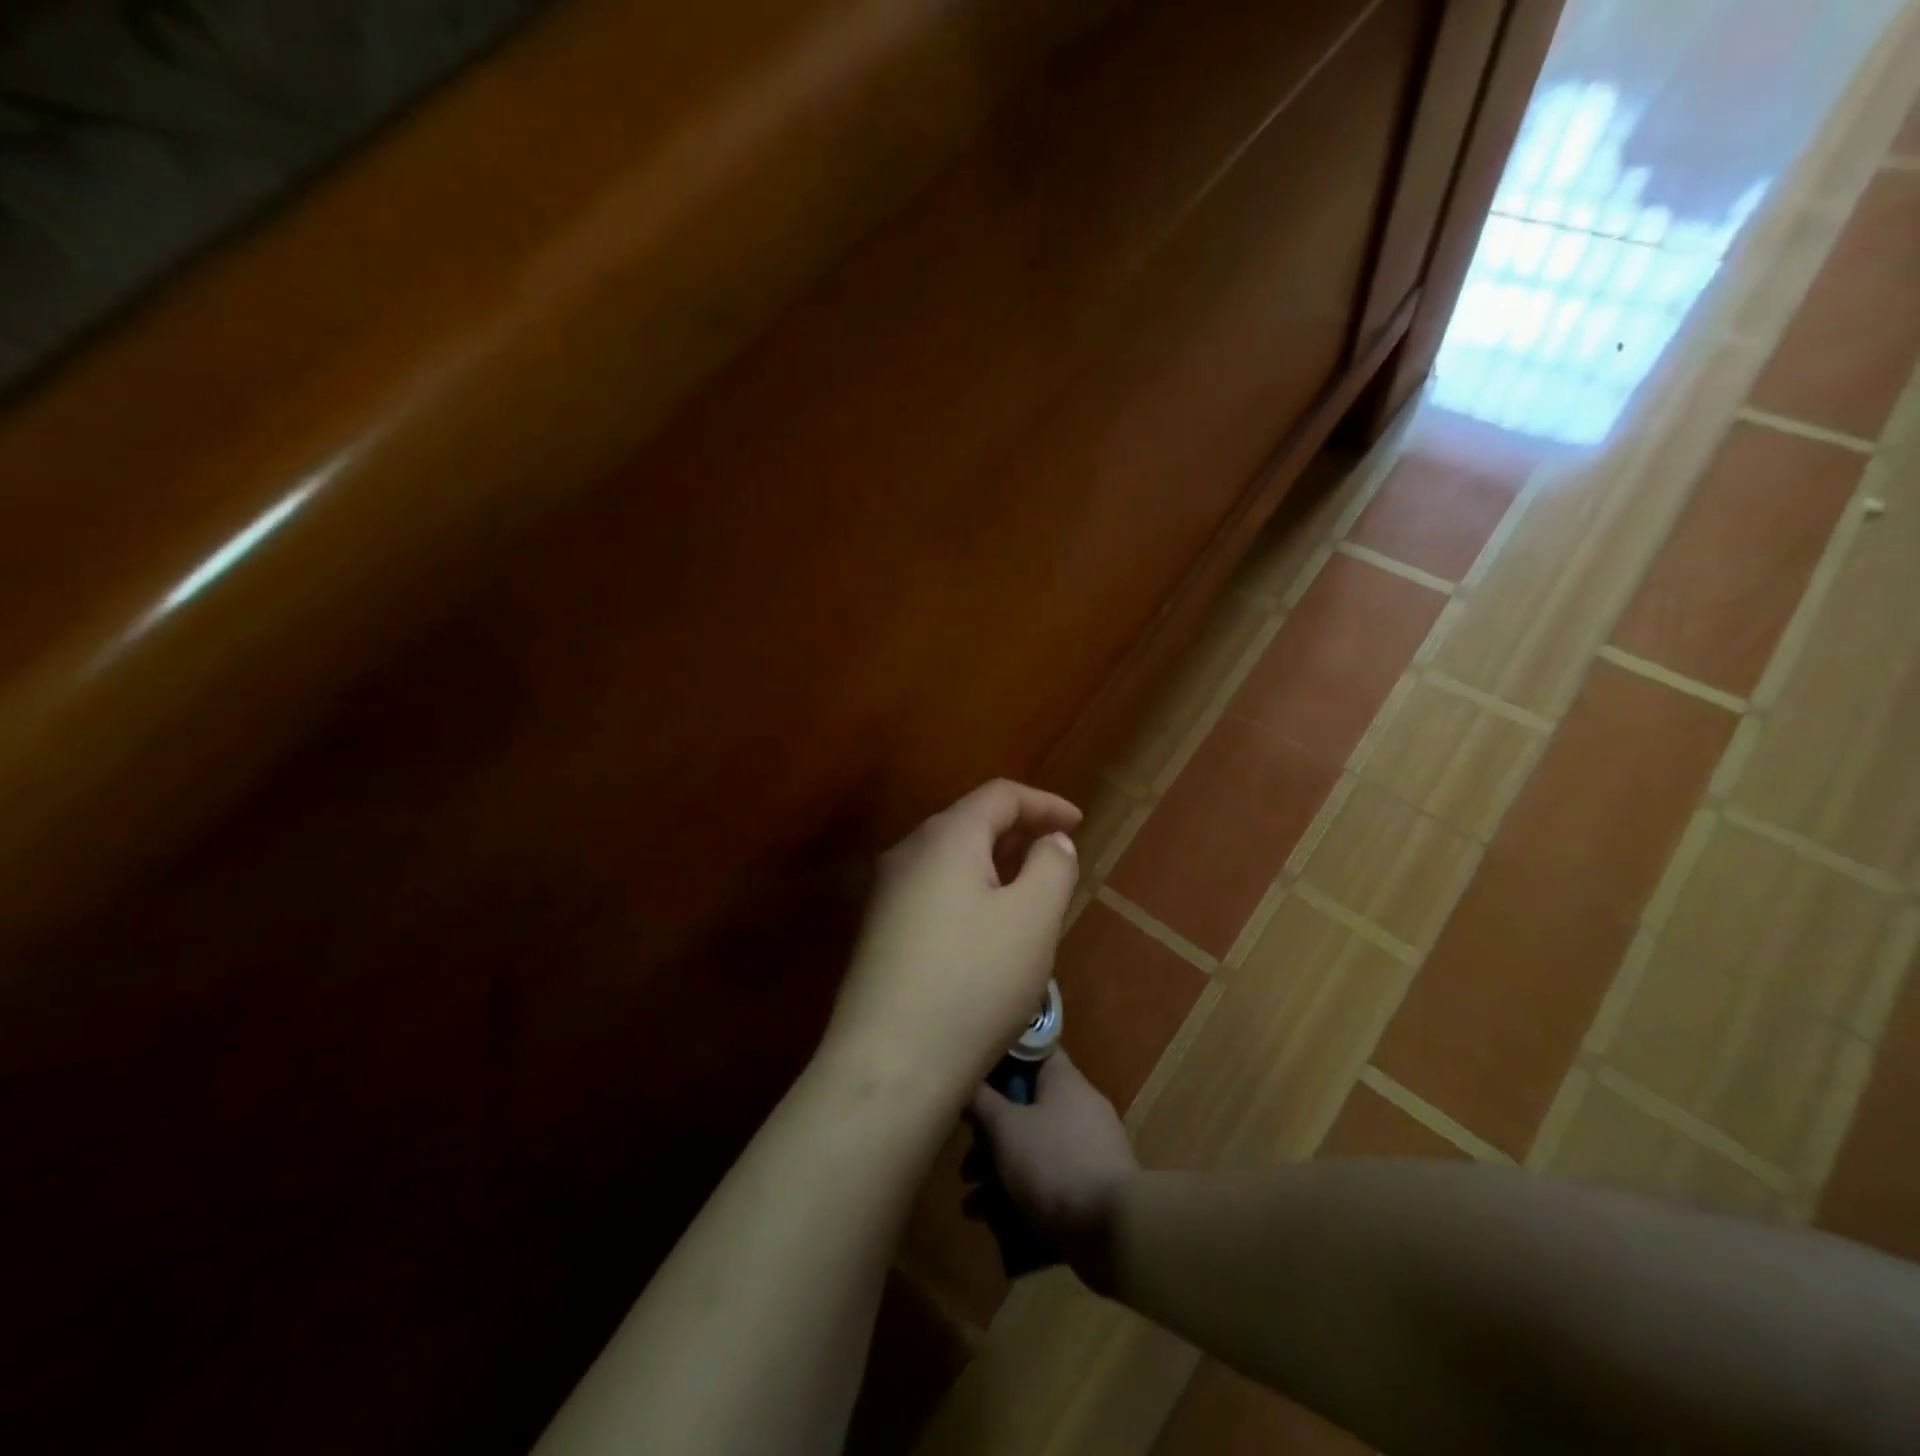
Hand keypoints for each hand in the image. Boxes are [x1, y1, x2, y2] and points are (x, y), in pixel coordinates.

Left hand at [823, 780, 1080, 1107]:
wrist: (889, 1065)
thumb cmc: (974, 982)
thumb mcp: (1034, 919)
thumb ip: (1052, 866)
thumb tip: (1050, 840)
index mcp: (945, 838)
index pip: (999, 795)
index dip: (1045, 803)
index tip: (1079, 824)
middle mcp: (907, 853)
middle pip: (970, 822)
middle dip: (1018, 833)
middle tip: (1057, 857)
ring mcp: (886, 894)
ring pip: (950, 860)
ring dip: (994, 865)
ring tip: (1029, 891)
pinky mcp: (879, 932)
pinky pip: (933, 892)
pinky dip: (969, 892)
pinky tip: (986, 929)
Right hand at [970, 1050, 1139, 1289]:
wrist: (1114, 1229)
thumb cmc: (1054, 1161)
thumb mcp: (1006, 1128)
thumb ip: (983, 1102)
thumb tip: (968, 1079)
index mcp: (1065, 1080)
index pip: (1034, 1051)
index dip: (1003, 1057)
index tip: (976, 1071)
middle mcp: (1080, 1106)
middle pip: (1028, 1105)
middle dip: (992, 1130)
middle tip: (967, 1152)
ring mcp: (1088, 1147)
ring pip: (1034, 1145)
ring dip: (999, 1168)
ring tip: (970, 1196)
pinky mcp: (1091, 1185)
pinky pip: (1047, 1177)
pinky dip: (1019, 1191)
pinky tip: (988, 1217)